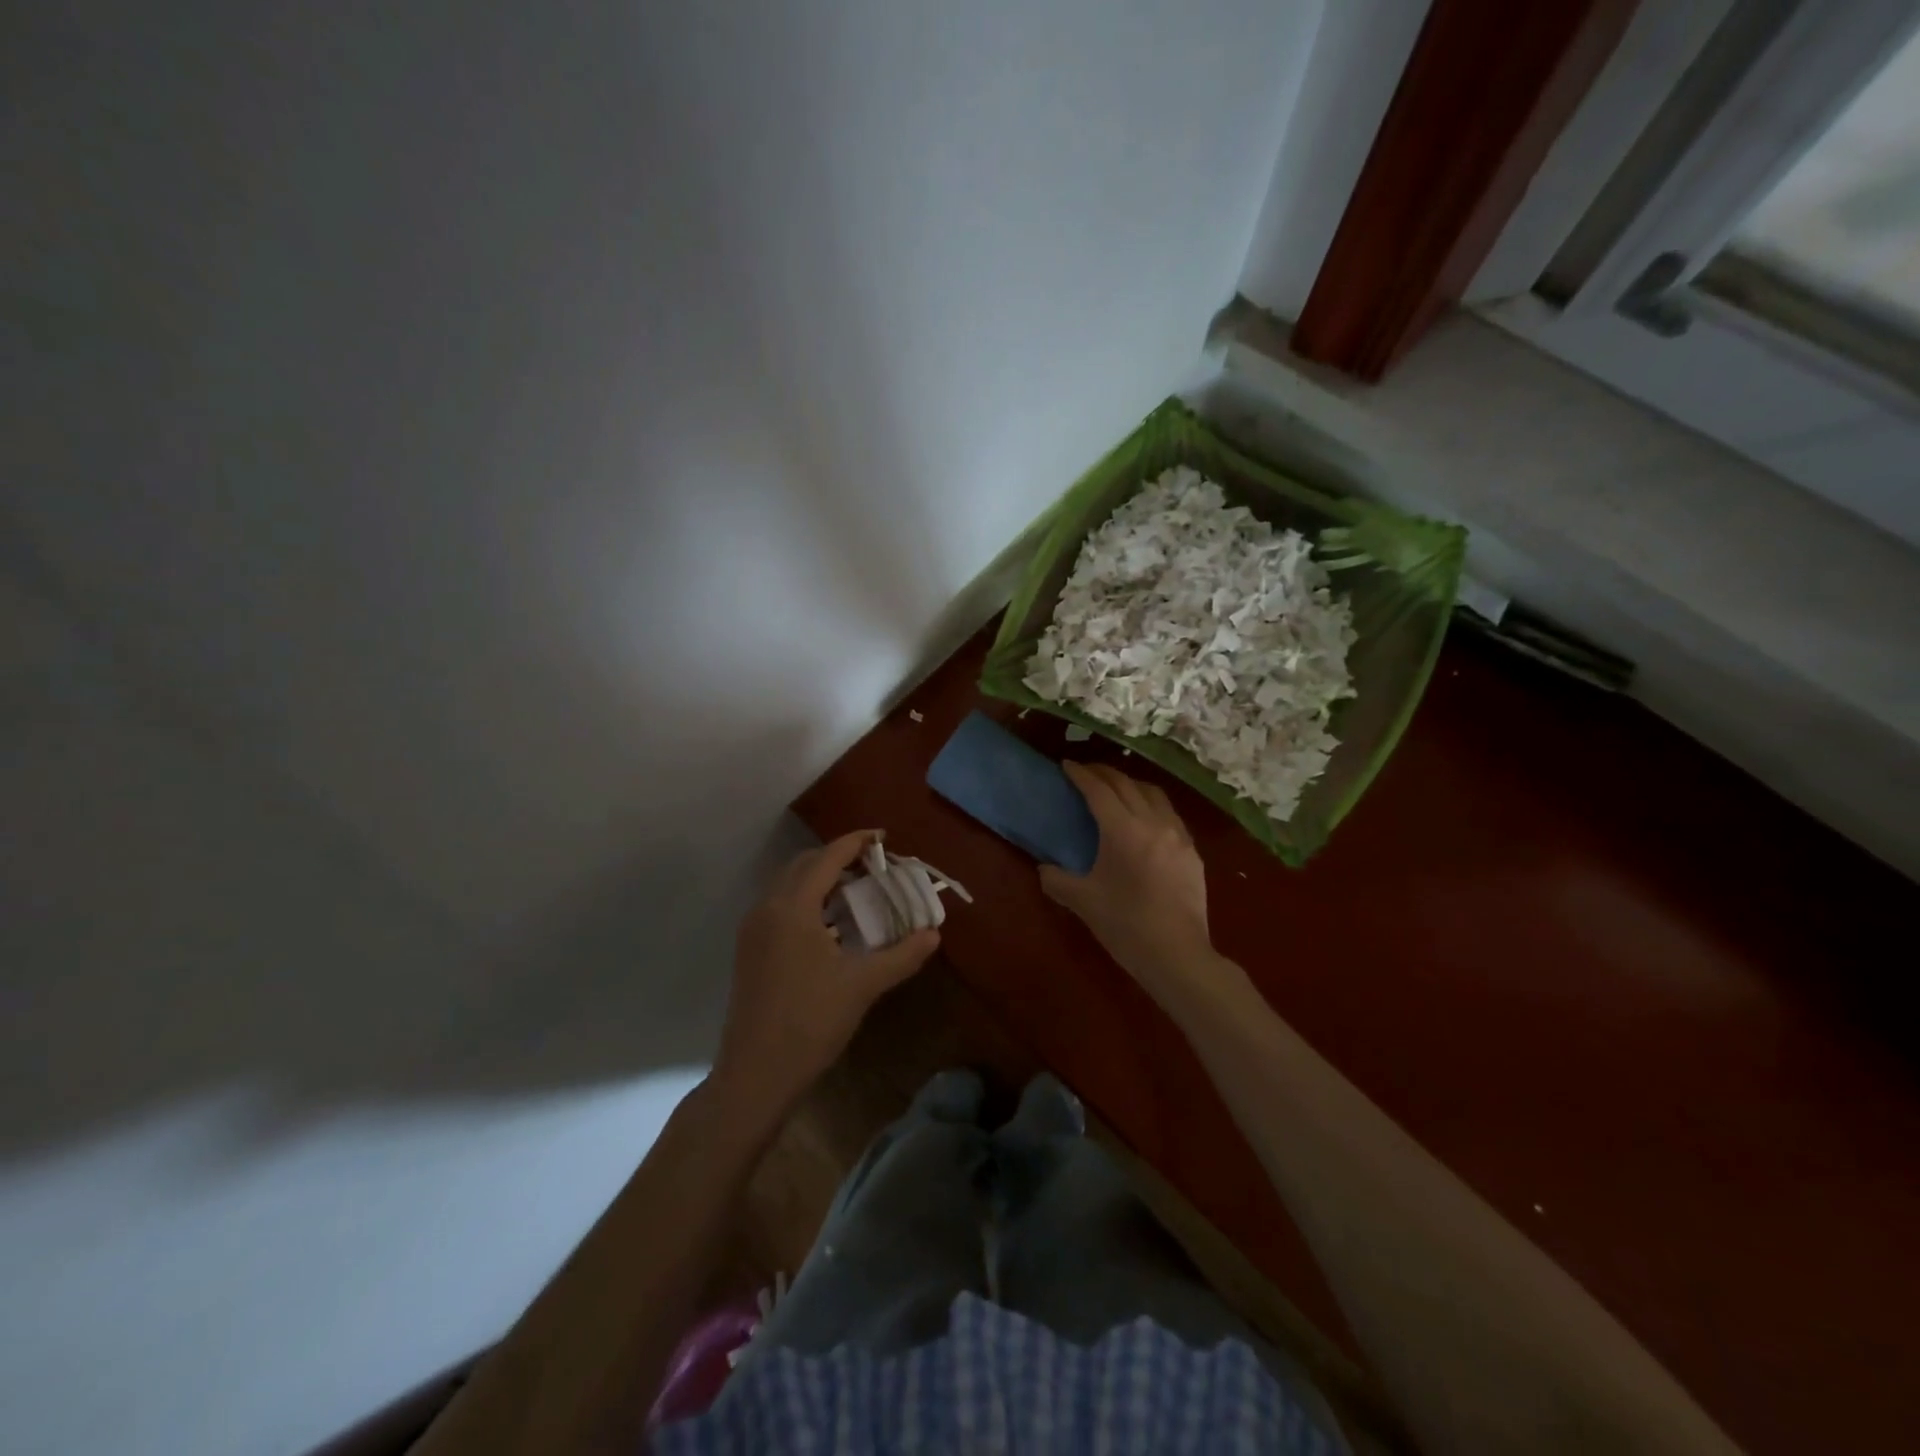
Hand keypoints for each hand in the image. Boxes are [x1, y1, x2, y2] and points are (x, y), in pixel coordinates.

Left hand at [713, 831, 939, 1120]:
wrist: (756, 1074)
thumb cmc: (811, 1023)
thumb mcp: (863, 986)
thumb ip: (902, 955)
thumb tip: (933, 935)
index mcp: (793, 908)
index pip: (828, 858)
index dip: (857, 842)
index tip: (884, 838)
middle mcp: (767, 908)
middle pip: (804, 864)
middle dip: (839, 858)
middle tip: (874, 867)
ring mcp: (753, 930)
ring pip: (788, 885)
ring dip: (821, 879)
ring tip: (857, 892)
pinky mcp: (749, 950)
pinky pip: (780, 906)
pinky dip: (806, 900)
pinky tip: (830, 925)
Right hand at [1041, 764, 1224, 1009]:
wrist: (1178, 955)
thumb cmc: (1126, 926)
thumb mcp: (1082, 901)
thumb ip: (1056, 879)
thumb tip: (1044, 868)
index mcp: (1123, 830)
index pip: (1099, 790)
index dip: (1081, 774)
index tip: (1066, 765)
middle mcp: (1154, 822)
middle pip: (1127, 784)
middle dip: (1104, 773)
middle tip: (1085, 772)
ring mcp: (1178, 835)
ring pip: (1154, 795)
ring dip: (1131, 785)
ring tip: (1116, 789)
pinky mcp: (1192, 852)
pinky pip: (1170, 815)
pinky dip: (1151, 806)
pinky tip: (1144, 820)